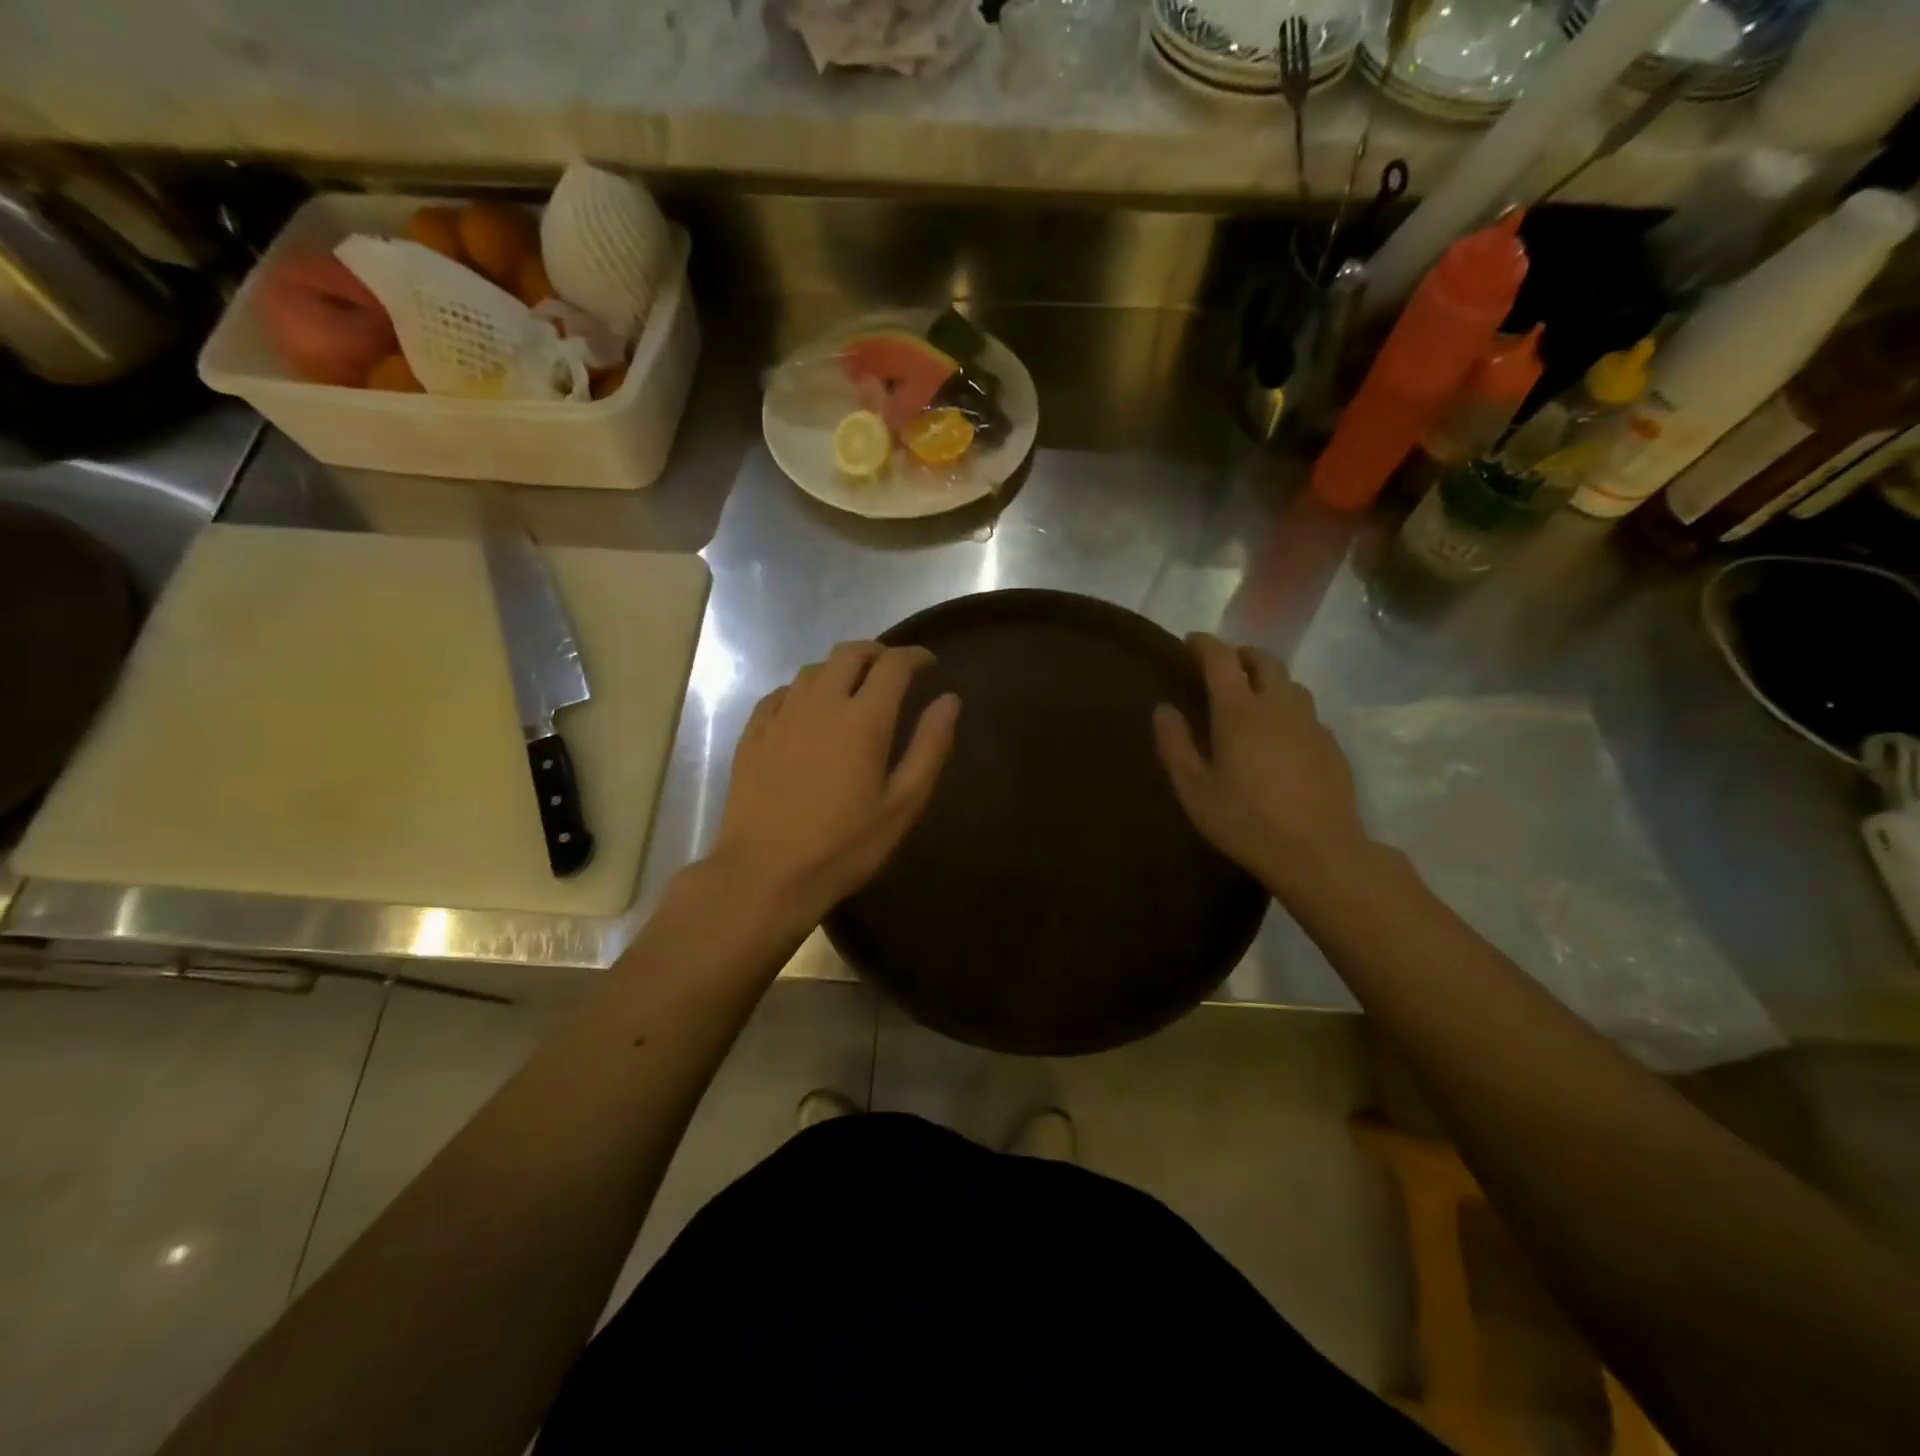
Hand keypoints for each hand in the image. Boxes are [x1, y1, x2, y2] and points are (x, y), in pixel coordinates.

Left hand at [710, 641, 959, 928]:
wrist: (764, 875)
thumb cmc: (843, 847)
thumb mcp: (902, 805)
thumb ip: (930, 747)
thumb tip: (949, 699)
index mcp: (863, 718)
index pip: (893, 664)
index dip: (915, 656)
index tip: (929, 664)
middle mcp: (820, 703)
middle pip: (850, 653)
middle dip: (877, 653)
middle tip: (893, 670)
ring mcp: (781, 715)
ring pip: (813, 669)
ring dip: (840, 668)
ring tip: (853, 688)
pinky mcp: (753, 733)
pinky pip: (781, 692)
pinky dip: (804, 690)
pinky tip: (807, 710)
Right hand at [1152, 633, 1372, 899]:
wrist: (1318, 852)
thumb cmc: (1245, 821)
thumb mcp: (1194, 789)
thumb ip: (1175, 744)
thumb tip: (1163, 709)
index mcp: (1239, 711)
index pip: (1220, 658)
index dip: (1203, 644)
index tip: (1189, 642)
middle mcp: (1278, 705)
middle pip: (1263, 659)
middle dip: (1240, 654)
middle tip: (1222, 667)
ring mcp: (1311, 723)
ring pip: (1289, 683)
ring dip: (1267, 679)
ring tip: (1251, 698)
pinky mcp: (1331, 744)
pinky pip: (1306, 712)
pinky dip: (1287, 709)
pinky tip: (1279, 736)